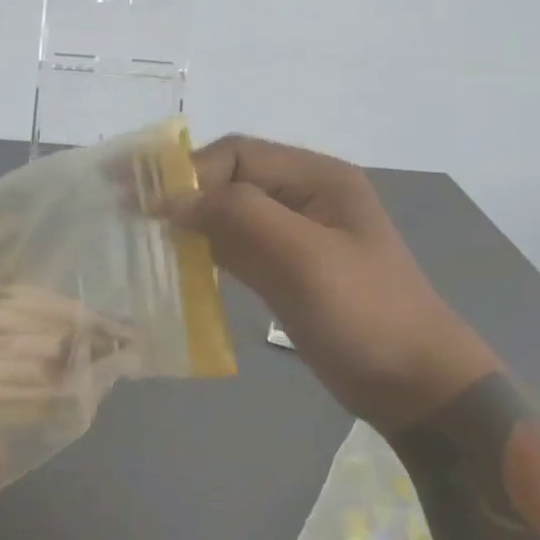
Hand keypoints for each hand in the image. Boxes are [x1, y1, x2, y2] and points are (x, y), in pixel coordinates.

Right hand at [170, 135, 499, 430]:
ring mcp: (292, 235)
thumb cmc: (363, 312)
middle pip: (228, 180)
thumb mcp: (303, 257)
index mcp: (316, 178)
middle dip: (180, 193)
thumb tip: (171, 199)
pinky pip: (233, 248)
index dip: (189, 173)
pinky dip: (202, 250)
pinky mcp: (282, 270)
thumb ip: (239, 216)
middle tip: (127, 211)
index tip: (146, 205)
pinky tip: (173, 261)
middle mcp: (302, 197)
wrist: (412, 384)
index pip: (237, 155)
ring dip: (186, 221)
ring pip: (225, 214)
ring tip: (140, 234)